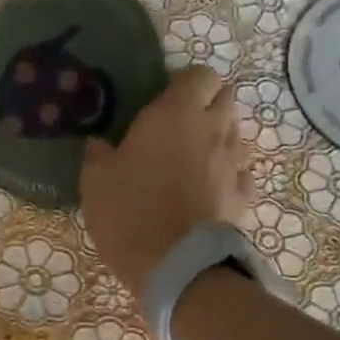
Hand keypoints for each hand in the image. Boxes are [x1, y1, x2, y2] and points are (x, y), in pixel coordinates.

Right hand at [81, 65, 252, 298]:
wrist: (173, 265)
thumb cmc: (129, 213)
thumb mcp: (95, 183)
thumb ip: (98, 155)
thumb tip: (99, 144)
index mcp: (175, 114)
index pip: (200, 74)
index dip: (185, 83)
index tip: (165, 99)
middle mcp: (213, 129)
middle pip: (226, 98)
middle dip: (208, 105)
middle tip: (181, 127)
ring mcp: (234, 163)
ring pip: (236, 134)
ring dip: (220, 139)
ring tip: (195, 160)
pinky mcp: (244, 195)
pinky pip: (243, 173)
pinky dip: (231, 175)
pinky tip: (212, 189)